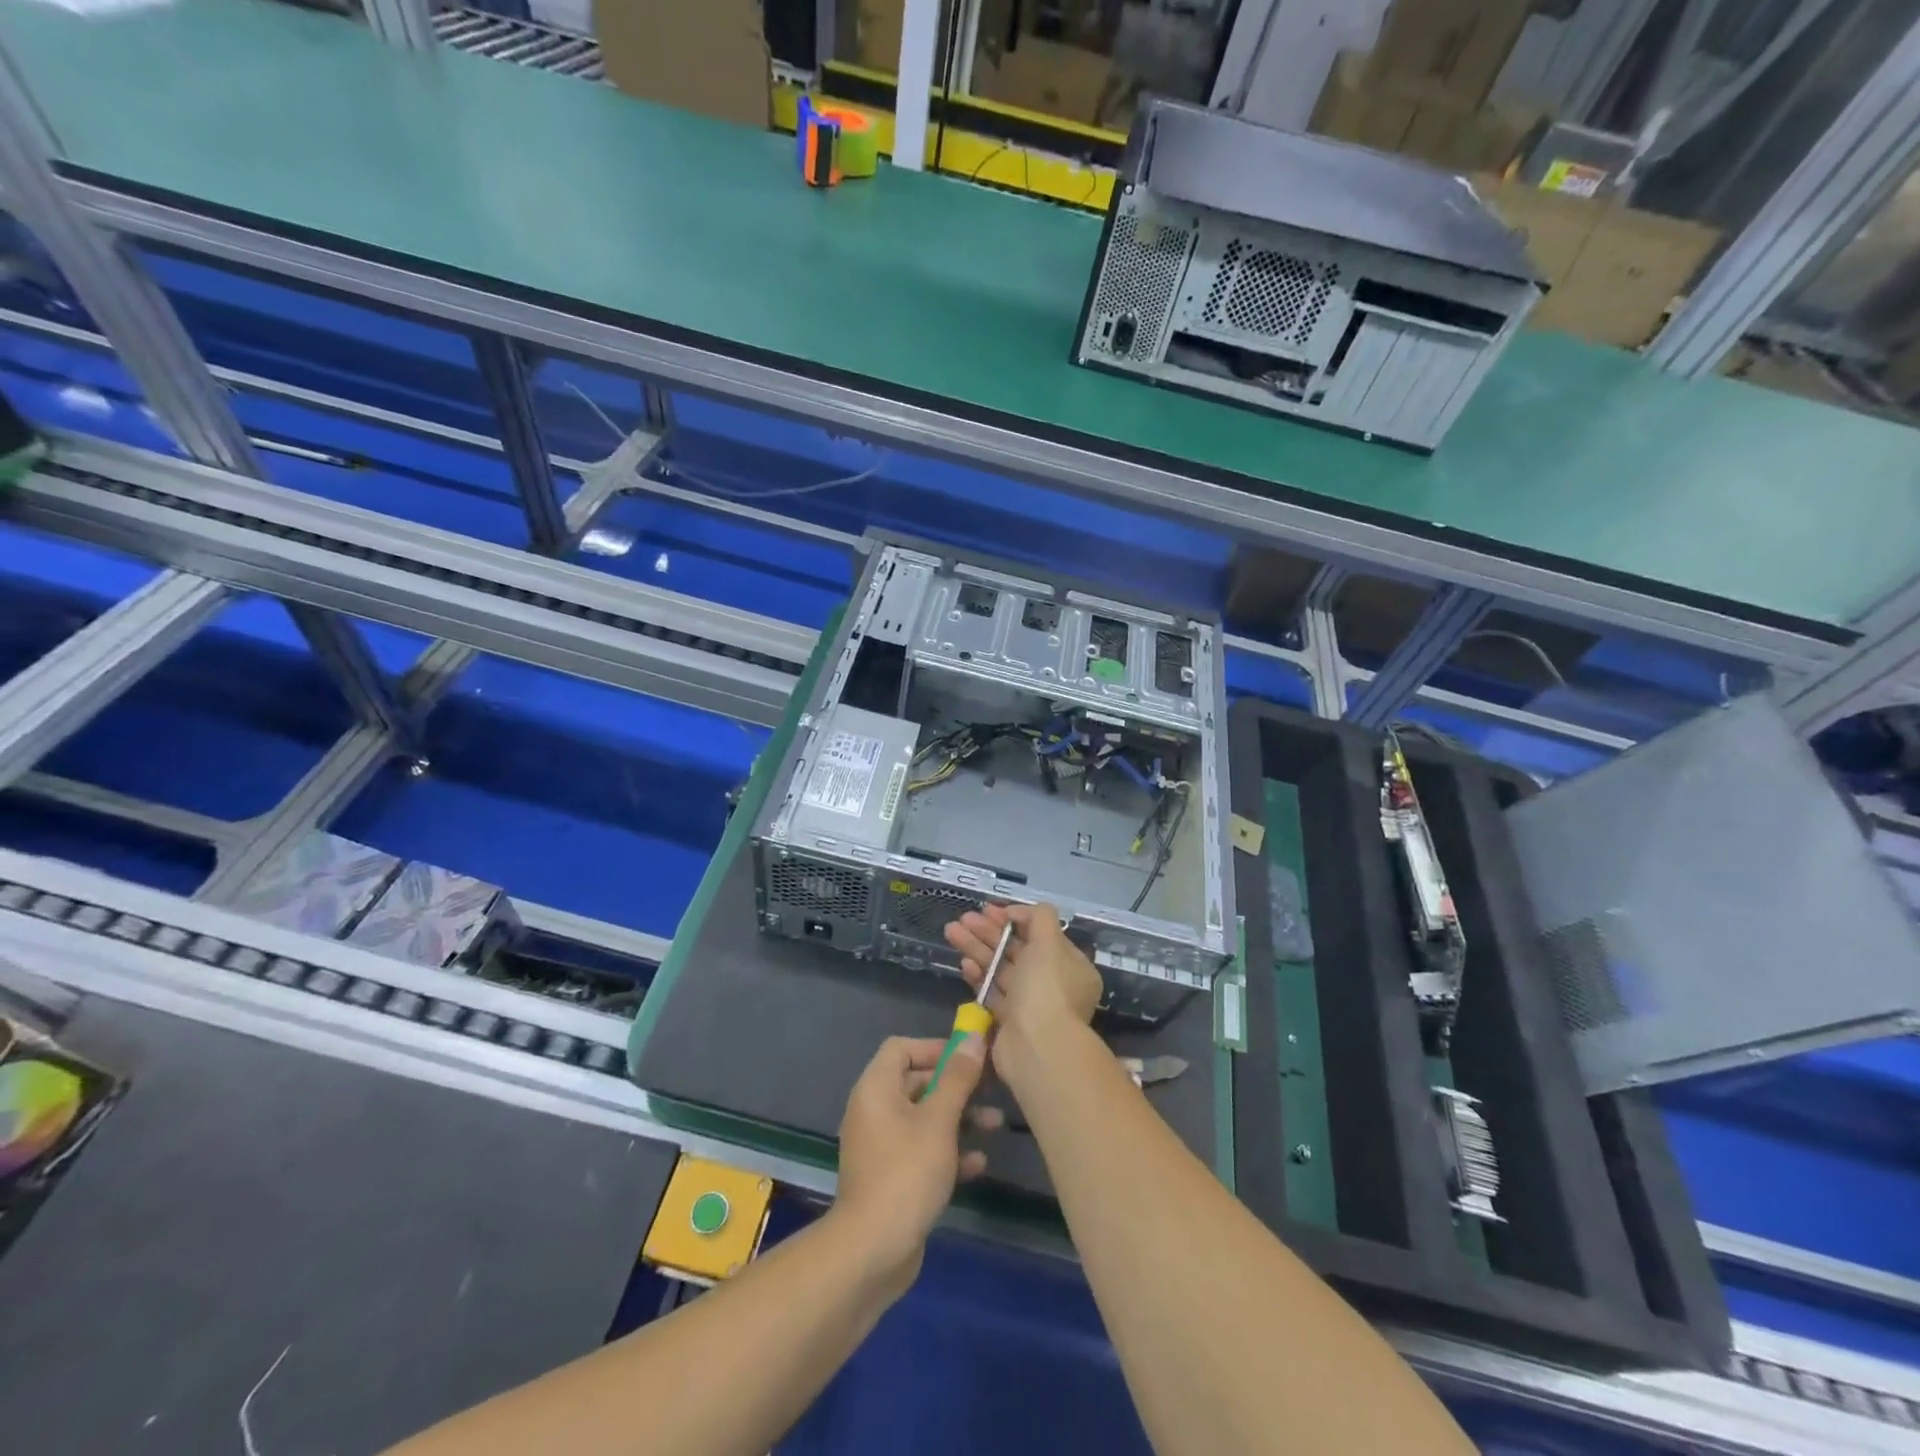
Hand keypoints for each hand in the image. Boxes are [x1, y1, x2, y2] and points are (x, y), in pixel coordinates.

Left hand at [832, 1035, 989, 1300]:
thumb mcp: (939, 1120)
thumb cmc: (907, 1173)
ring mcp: (881, 1146)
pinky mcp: (891, 1177)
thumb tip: (972, 1038)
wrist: (872, 1251)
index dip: (935, 1047)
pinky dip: (948, 1151)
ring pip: (924, 1119)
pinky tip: (978, 1163)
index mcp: (876, 1089)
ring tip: (995, 1125)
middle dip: (955, 1085)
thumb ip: (958, 1078)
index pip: (901, 1048)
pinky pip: (922, 1151)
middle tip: (991, 1089)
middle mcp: (874, 1111)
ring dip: (959, 1118)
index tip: (968, 1056)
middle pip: (917, 1082)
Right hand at [944, 903, 1101, 1091]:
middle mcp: (1052, 984)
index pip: (1041, 934)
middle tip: (964, 918)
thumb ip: (1038, 917)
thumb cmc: (1046, 988)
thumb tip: (1018, 912)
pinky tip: (963, 963)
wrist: (1036, 1047)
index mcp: (1071, 966)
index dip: (1015, 919)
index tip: (991, 910)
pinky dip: (978, 976)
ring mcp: (1030, 1004)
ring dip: (977, 948)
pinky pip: (992, 992)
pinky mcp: (1009, 1021)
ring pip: (1001, 969)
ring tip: (951, 931)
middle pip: (1017, 950)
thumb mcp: (1049, 942)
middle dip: (990, 932)